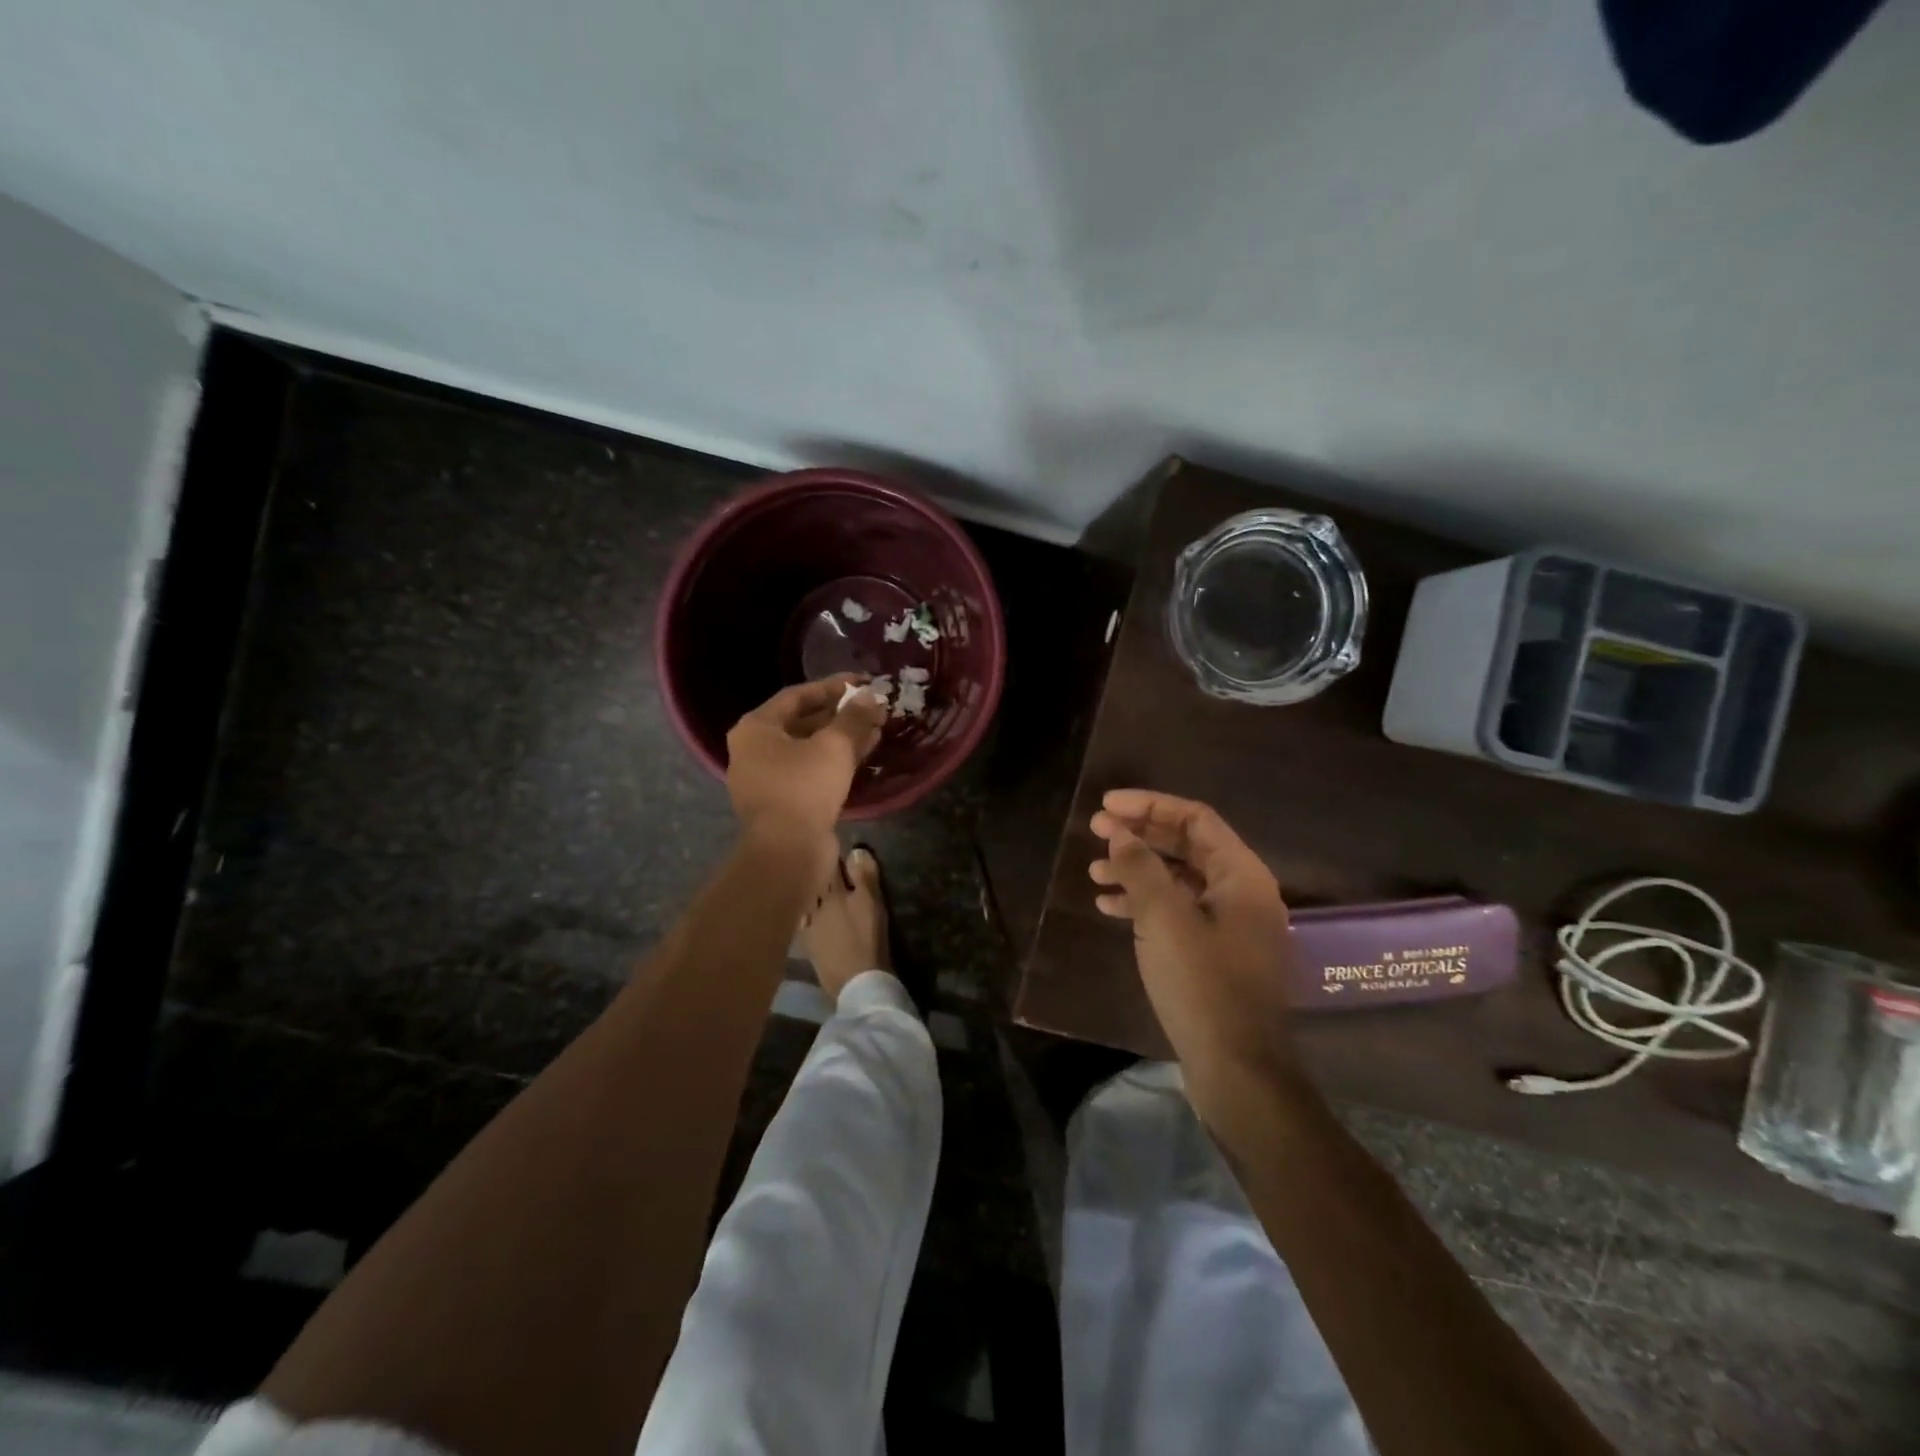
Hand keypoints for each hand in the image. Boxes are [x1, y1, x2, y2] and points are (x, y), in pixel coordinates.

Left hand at [726, 676, 886, 842]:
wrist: (787, 852)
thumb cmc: (804, 787)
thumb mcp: (834, 746)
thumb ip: (854, 717)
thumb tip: (872, 696)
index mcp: (755, 728)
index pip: (797, 695)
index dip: (833, 687)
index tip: (863, 682)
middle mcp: (754, 750)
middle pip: (802, 722)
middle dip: (840, 714)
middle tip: (872, 708)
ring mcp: (766, 779)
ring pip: (809, 749)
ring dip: (841, 738)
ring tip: (876, 730)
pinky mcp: (783, 803)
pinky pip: (811, 772)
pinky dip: (835, 762)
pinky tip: (864, 756)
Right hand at [1089, 789, 1295, 1098]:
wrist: (1236, 1069)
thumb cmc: (1202, 984)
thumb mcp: (1164, 918)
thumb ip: (1140, 867)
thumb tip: (1120, 832)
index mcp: (1242, 875)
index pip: (1194, 818)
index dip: (1148, 805)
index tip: (1105, 806)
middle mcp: (1242, 892)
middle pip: (1186, 845)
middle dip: (1140, 836)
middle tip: (1095, 832)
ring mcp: (1231, 925)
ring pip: (1178, 880)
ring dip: (1137, 870)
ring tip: (1094, 872)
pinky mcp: (1216, 954)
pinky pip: (1178, 912)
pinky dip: (1145, 904)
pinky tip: (1110, 908)